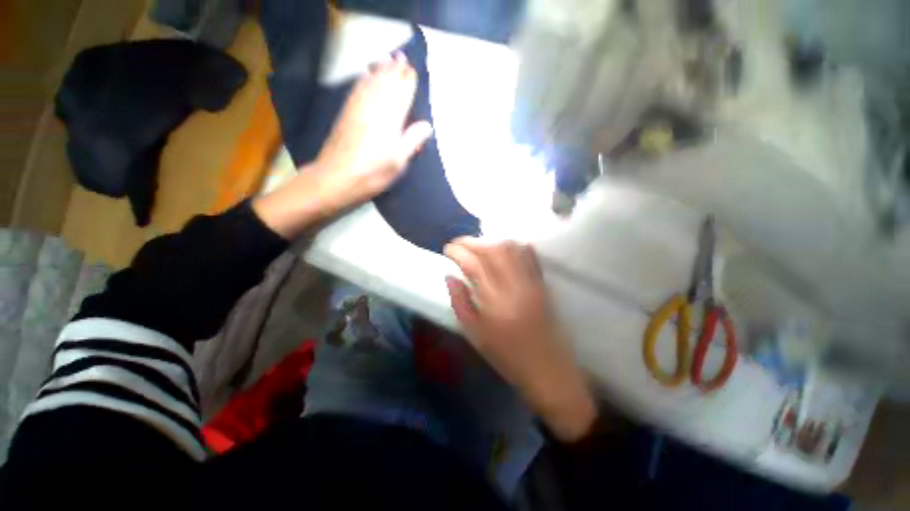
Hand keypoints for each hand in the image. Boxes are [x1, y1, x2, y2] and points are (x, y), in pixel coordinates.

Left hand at [310, 51, 432, 213]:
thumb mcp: (398, 163)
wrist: (336, 178)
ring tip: (387, 58)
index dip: (408, 81)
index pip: (401, 94)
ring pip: (371, 82)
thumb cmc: (372, 174)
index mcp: (390, 120)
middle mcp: (374, 108)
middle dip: (395, 69)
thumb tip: (427, 125)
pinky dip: (363, 79)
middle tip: (402, 57)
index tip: (413, 70)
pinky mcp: (346, 114)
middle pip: (386, 83)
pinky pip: (356, 90)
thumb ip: (412, 141)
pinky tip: (365, 74)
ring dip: (380, 69)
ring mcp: (357, 109)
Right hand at [444, 237, 597, 441]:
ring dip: (490, 241)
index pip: (474, 265)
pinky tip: (502, 247)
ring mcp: (531, 282)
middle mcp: (514, 287)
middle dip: (471, 241)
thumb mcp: (475, 335)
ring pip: (511, 247)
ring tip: (477, 246)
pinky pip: (528, 255)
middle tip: (459, 244)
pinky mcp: (542, 283)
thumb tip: (450, 276)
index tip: (447, 250)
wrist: (547, 369)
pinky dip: (513, 245)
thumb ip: (460, 302)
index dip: (458, 252)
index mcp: (494, 303)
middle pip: (492, 250)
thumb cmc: (506, 356)